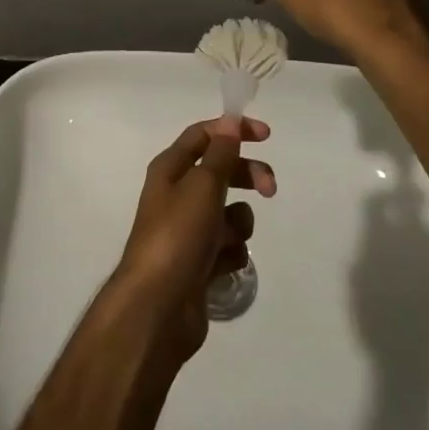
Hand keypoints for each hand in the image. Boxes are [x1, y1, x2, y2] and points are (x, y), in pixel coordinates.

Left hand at [112, 116, 275, 360]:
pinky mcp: (200, 263)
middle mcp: (178, 195)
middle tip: (270, 189)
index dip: (233, 130)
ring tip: (228, 240)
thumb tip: (229, 121)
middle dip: (247, 176)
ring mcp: (189, 231)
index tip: (266, 136)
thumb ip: (220, 153)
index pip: (204, 135)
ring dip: (238, 222)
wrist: (158, 308)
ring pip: (229, 213)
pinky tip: (222, 265)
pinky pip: (228, 247)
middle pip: (221, 172)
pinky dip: (231, 253)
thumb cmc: (178, 236)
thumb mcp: (202, 186)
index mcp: (170, 170)